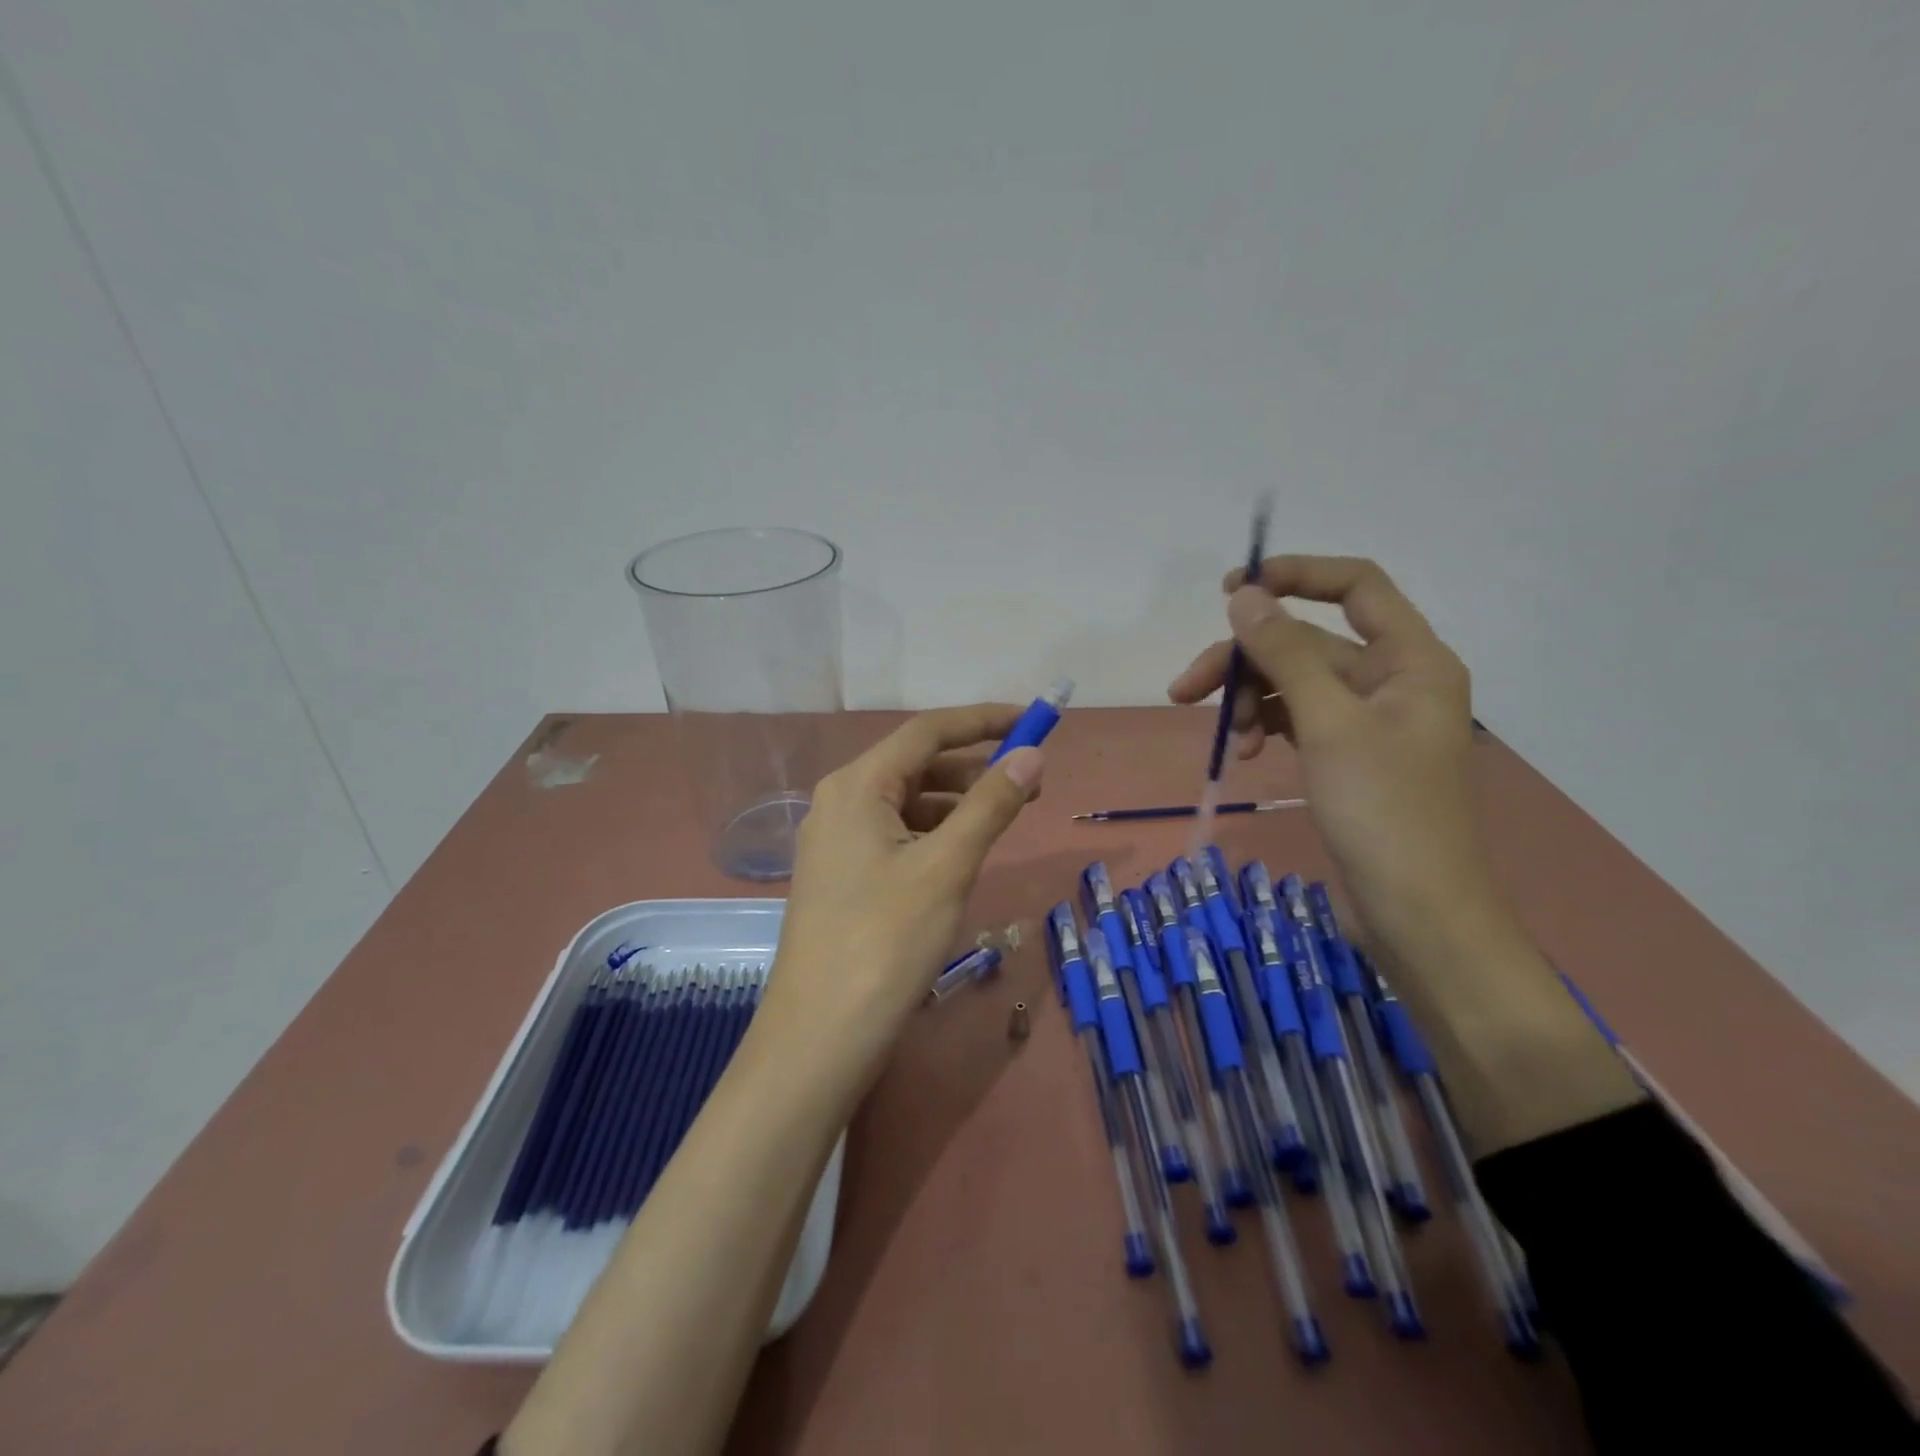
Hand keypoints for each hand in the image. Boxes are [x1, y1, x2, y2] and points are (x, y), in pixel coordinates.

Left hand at [759, 705, 1043, 1085]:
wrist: (820, 1036)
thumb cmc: (886, 941)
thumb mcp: (947, 866)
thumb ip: (990, 804)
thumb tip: (1031, 755)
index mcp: (857, 785)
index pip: (928, 731)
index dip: (983, 720)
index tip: (1032, 720)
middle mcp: (839, 801)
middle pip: (916, 764)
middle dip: (974, 766)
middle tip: (1030, 782)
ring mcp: (836, 841)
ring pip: (906, 802)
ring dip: (956, 802)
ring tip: (1005, 817)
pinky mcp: (841, 875)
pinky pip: (895, 835)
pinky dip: (933, 833)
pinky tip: (961, 852)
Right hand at [1169, 555, 1492, 955]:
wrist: (1414, 911)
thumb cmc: (1383, 811)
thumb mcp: (1328, 723)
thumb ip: (1285, 654)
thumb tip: (1244, 596)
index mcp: (1411, 659)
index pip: (1356, 585)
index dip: (1296, 575)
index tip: (1232, 592)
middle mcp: (1392, 679)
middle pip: (1307, 642)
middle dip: (1246, 661)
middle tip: (1185, 689)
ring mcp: (1367, 720)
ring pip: (1294, 683)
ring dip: (1250, 700)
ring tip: (1228, 739)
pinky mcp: (1346, 755)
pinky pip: (1297, 719)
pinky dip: (1266, 727)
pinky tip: (1247, 754)